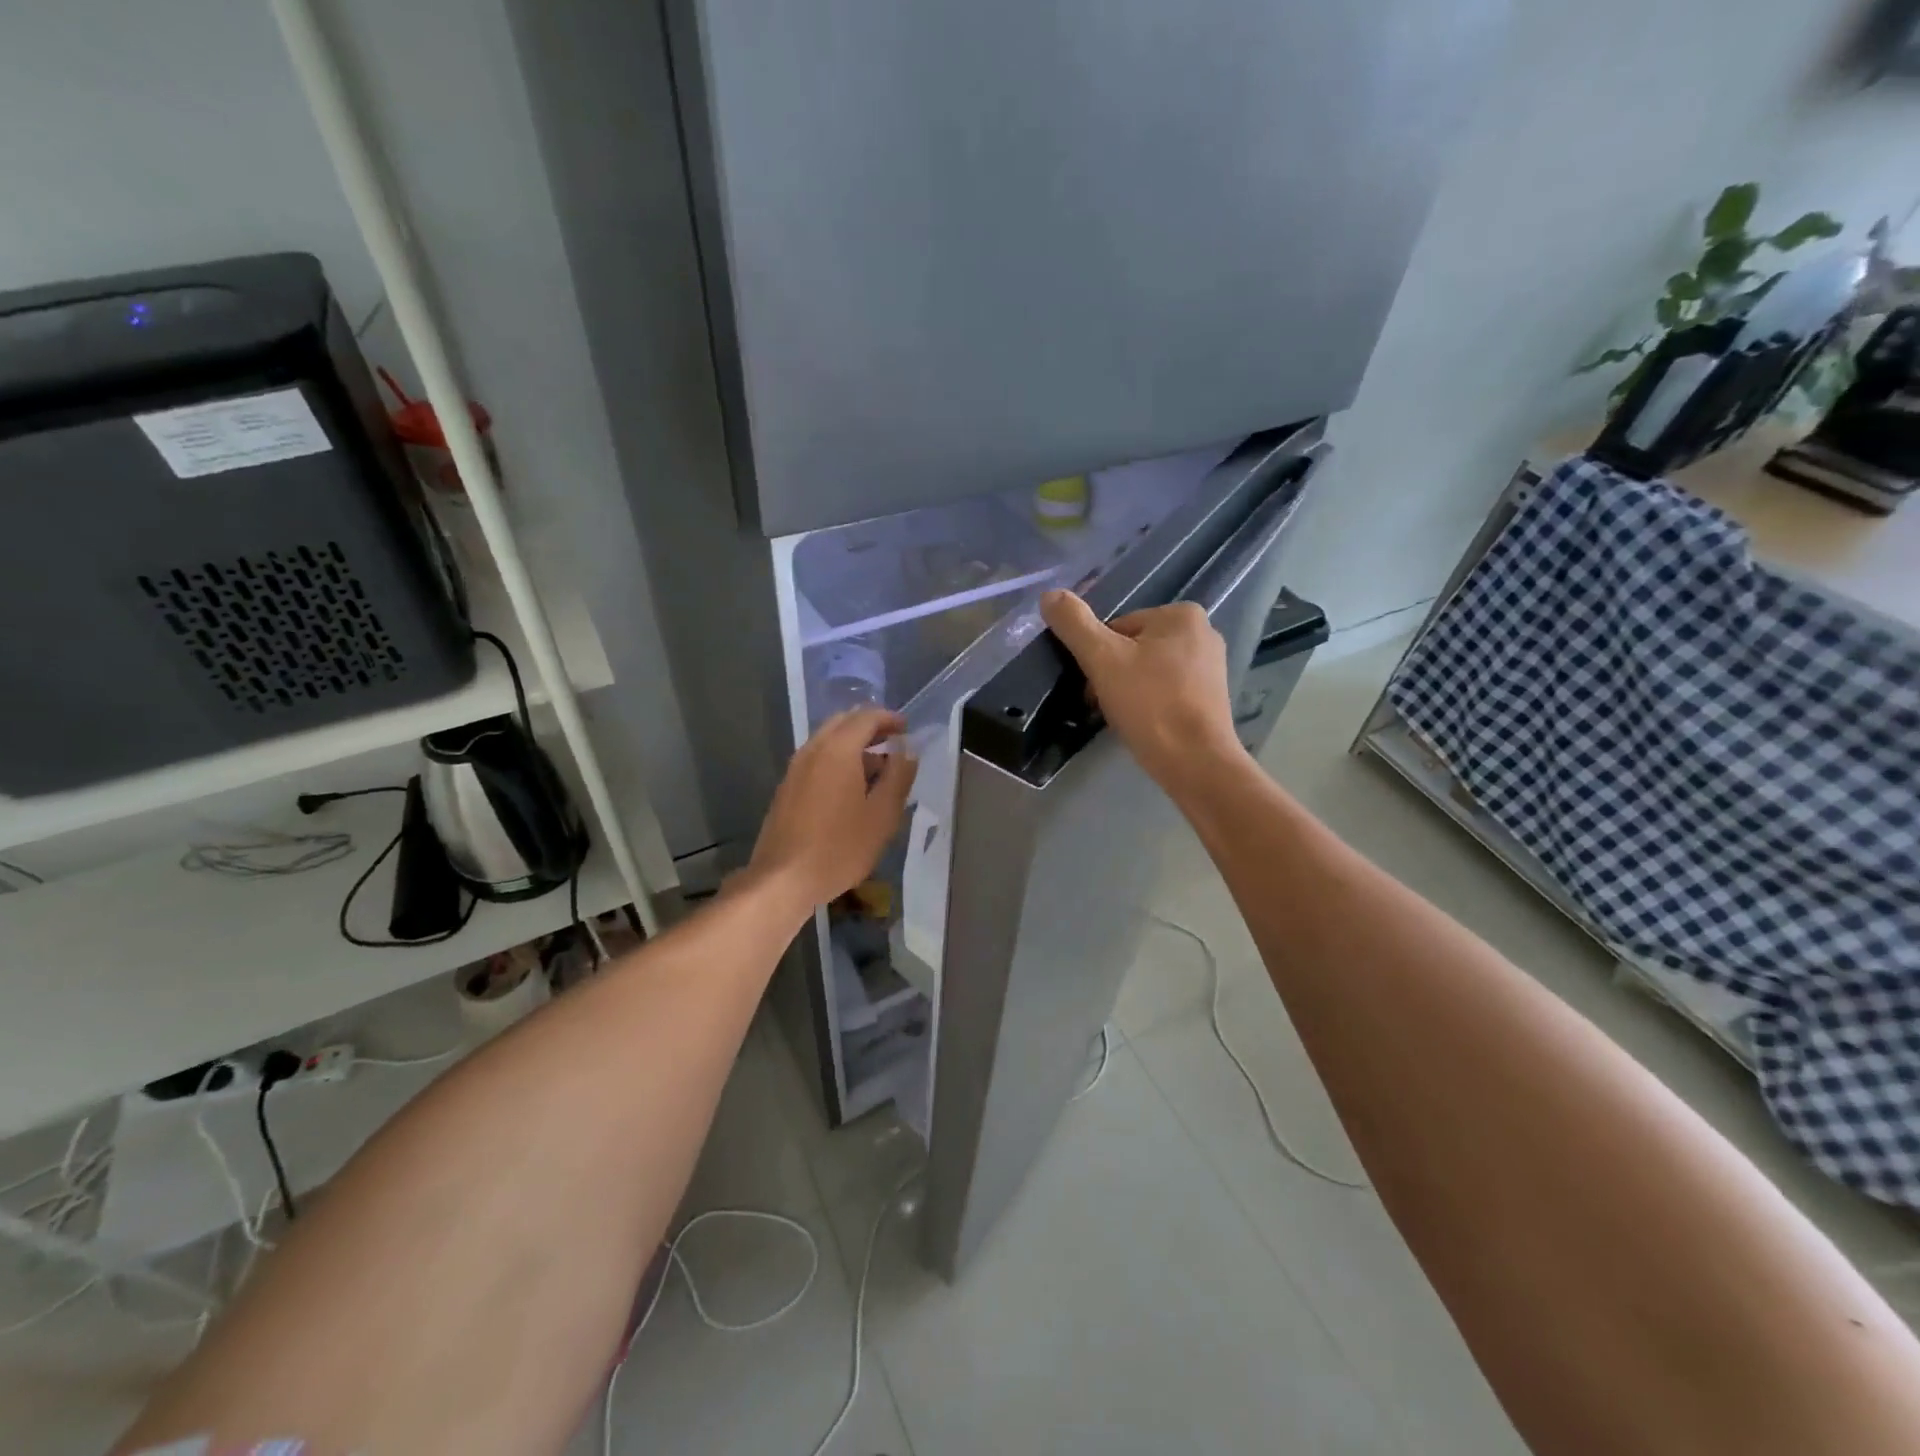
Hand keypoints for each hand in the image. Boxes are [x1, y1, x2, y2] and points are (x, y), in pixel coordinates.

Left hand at [747, 706, 917, 915]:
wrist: (783, 879)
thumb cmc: (840, 847)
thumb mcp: (882, 815)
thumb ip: (898, 776)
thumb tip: (906, 750)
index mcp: (838, 750)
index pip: (866, 717)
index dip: (889, 719)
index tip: (907, 729)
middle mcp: (813, 750)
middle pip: (843, 723)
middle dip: (869, 727)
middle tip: (893, 742)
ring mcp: (795, 769)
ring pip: (827, 741)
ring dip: (853, 744)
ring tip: (877, 768)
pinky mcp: (787, 788)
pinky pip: (816, 759)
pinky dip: (837, 760)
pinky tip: (851, 787)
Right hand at [1039, 589, 1246, 791]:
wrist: (1195, 762)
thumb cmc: (1150, 704)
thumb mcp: (1102, 659)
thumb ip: (1074, 624)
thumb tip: (1049, 594)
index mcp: (1182, 614)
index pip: (1118, 627)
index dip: (1098, 657)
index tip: (1094, 685)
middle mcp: (1203, 633)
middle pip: (1133, 648)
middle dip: (1112, 675)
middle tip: (1104, 705)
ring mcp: (1211, 667)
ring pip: (1148, 671)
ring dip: (1128, 691)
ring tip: (1123, 717)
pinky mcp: (1211, 698)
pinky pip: (1166, 691)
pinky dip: (1149, 704)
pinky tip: (1143, 725)